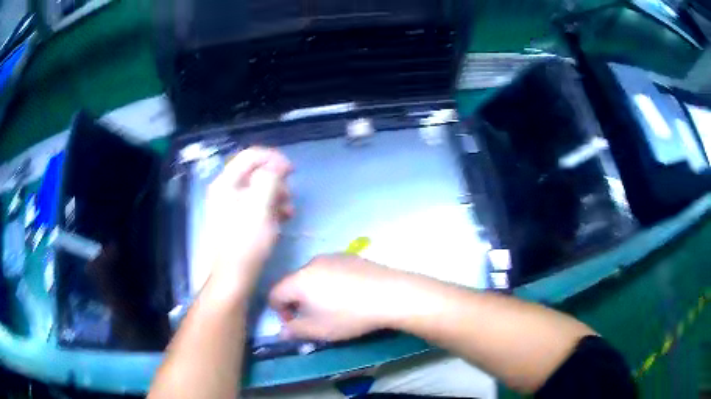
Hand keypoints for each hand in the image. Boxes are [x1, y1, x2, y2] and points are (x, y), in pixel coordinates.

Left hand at [204, 147, 292, 293]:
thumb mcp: (260, 207)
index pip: (251, 156)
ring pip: (257, 189)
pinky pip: (256, 205)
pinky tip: (282, 219)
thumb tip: (278, 165)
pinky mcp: (236, 220)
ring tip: (289, 210)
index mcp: (226, 183)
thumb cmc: (246, 242)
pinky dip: (270, 207)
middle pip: (255, 172)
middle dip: (276, 180)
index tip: (292, 171)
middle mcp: (225, 190)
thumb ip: (269, 179)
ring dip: (276, 195)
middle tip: (290, 195)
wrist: (233, 277)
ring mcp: (229, 206)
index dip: (273, 158)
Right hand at [269, 254, 409, 340]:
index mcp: (298, 280)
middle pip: (294, 283)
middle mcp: (311, 263)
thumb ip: (295, 331)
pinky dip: (331, 282)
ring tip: (334, 306)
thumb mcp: (319, 330)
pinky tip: (350, 294)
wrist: (390, 293)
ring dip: (314, 292)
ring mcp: (332, 256)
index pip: (275, 293)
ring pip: (313, 276)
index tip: (295, 324)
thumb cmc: (349, 315)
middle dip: (298, 302)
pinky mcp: (350, 256)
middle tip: (314, 318)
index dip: (279, 311)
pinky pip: (331, 270)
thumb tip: (282, 332)